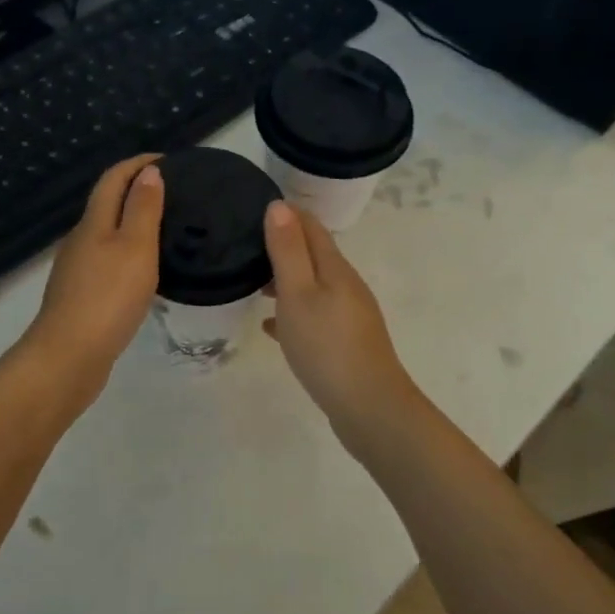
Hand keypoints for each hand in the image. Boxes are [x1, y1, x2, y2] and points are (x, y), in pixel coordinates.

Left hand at [20, 155, 164, 399]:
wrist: (68, 356)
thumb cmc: (108, 297)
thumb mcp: (135, 247)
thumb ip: (143, 209)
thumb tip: (148, 173)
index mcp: (93, 223)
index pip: (113, 179)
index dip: (137, 163)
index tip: (168, 160)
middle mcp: (80, 240)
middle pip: (106, 203)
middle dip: (136, 190)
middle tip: (173, 193)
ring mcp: (76, 269)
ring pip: (106, 233)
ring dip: (131, 222)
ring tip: (164, 230)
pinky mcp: (79, 296)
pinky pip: (106, 261)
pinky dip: (126, 252)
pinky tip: (142, 271)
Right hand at [262, 200, 426, 459]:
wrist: (369, 408)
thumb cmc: (326, 346)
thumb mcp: (298, 294)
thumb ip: (288, 250)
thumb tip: (279, 205)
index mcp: (335, 268)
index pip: (311, 226)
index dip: (286, 214)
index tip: (255, 207)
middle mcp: (346, 285)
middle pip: (313, 255)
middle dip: (283, 246)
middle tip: (246, 247)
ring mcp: (349, 315)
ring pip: (312, 286)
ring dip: (286, 280)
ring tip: (253, 285)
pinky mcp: (346, 342)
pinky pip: (315, 315)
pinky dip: (293, 312)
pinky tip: (272, 327)